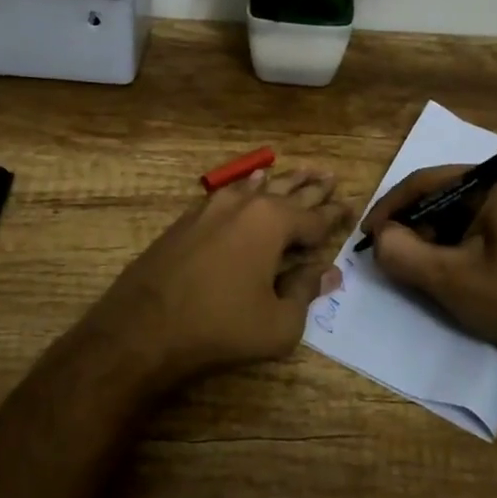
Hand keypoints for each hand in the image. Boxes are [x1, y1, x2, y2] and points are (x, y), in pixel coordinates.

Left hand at [87, 168, 349, 387]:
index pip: (314, 217)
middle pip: (288, 193)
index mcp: (273, 223)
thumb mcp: (278, 323)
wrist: (144, 326)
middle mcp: (246, 205)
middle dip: (312, 188)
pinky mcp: (190, 218)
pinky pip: (230, 192)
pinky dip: (248, 186)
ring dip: (283, 181)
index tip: (352, 206)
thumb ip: (305, 292)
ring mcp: (214, 207)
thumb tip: (328, 272)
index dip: (335, 215)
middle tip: (331, 176)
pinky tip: (253, 179)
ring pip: (259, 187)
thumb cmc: (220, 326)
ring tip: (302, 171)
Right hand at [363, 164, 496, 369]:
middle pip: (441, 195)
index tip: (367, 234)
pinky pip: (470, 227)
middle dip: (411, 224)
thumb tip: (378, 237)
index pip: (429, 180)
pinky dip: (448, 246)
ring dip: (427, 237)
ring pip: (453, 213)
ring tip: (407, 264)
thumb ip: (402, 252)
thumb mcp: (449, 277)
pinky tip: (436, 270)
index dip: (392, 206)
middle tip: (385, 252)